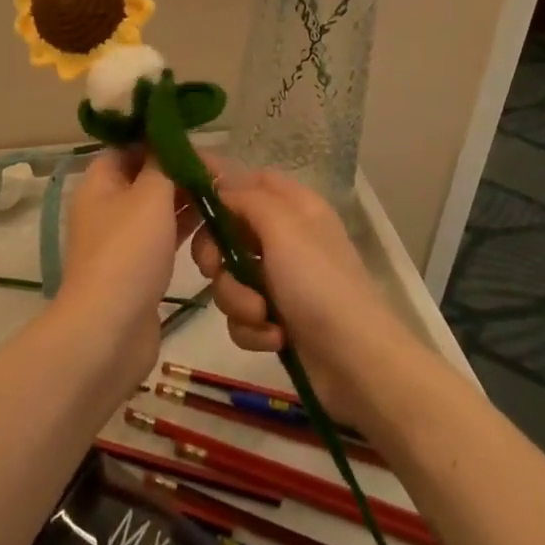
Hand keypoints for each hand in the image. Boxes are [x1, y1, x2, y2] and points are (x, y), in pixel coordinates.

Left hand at [58, 150, 198, 391]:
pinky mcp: (138, 268)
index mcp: (100, 182)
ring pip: (158, 208)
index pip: (129, 146)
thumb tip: (168, 138)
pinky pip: (164, 236)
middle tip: (220, 171)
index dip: (160, 140)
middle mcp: (106, 206)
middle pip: (146, 176)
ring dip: (187, 200)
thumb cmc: (128, 251)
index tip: (195, 142)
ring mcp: (122, 239)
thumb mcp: (149, 195)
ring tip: (224, 194)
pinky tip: (214, 224)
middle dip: (180, 171)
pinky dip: (185, 228)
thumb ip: (164, 163)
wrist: (110, 330)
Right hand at [190, 169, 419, 427]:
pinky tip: (274, 338)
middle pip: (228, 231)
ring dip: (237, 299)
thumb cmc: (320, 285)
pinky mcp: (275, 319)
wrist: (358, 365)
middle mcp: (286, 238)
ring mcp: (280, 281)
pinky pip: (241, 314)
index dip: (220, 185)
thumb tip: (217, 183)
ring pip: (229, 277)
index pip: (250, 179)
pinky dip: (252, 328)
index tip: (186, 198)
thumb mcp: (283, 228)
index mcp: (295, 207)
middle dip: (216, 254)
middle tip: (215, 268)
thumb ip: (245, 198)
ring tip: (262, 315)